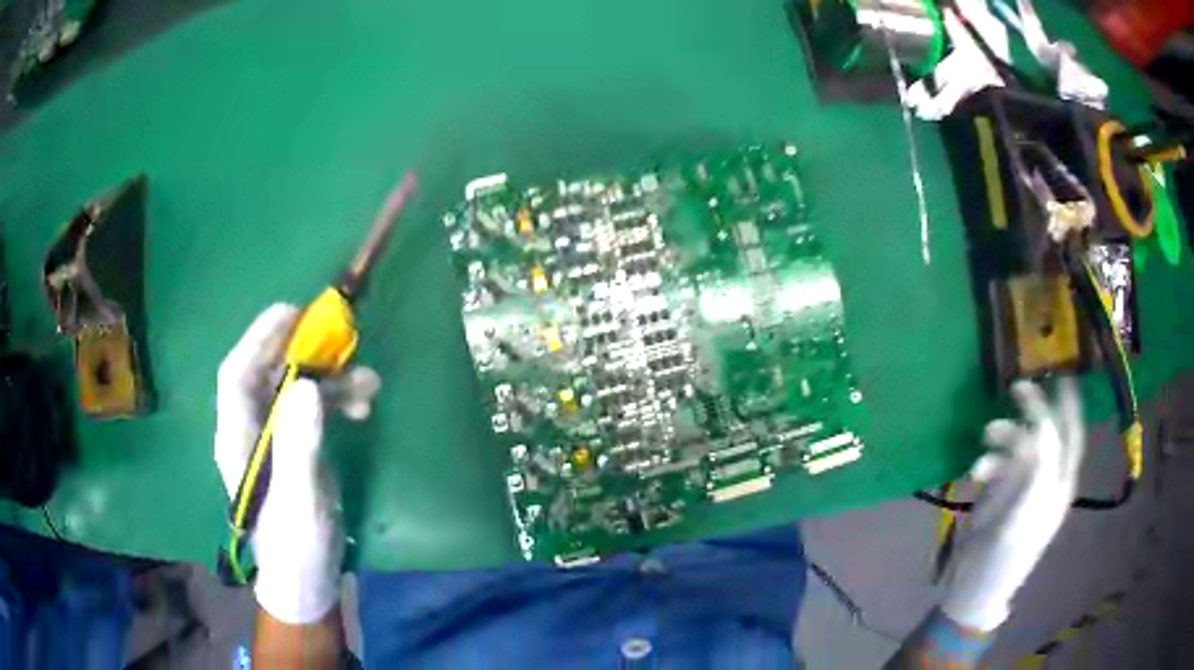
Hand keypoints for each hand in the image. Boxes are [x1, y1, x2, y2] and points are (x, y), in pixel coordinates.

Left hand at [215, 304, 375, 623]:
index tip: (293, 313)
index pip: (237, 374)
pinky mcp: (296, 447)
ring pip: (296, 390)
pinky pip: (313, 409)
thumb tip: (309, 385)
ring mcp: (275, 438)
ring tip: (369, 383)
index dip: (259, 338)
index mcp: (238, 438)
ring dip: (330, 380)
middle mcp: (251, 430)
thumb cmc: (295, 544)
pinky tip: (362, 405)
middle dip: (304, 354)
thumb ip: (300, 444)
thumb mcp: (299, 499)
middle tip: (342, 341)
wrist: (307, 579)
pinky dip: (337, 400)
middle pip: (269, 374)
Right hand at [941, 377, 1084, 631]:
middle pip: (1044, 436)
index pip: (1071, 439)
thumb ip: (1039, 471)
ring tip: (986, 434)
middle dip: (1033, 412)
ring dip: (1004, 437)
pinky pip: (998, 462)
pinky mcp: (1001, 492)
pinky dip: (988, 460)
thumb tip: (1043, 425)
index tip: (1061, 378)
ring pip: (1019, 446)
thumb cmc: (1004, 560)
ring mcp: (1023, 485)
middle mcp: (1045, 480)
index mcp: (1058, 487)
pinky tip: (976, 470)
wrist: (974, 589)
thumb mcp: (1024, 517)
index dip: (1069, 409)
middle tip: (1016, 388)